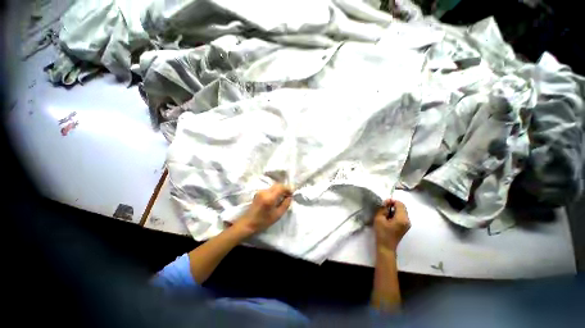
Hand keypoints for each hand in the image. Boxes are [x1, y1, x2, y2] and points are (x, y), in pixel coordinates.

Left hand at [234, 184, 292, 235]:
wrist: (248, 223)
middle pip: (277, 185)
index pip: (281, 187)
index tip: (292, 194)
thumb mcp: (277, 215)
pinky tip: (276, 198)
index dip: (288, 189)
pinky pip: (270, 189)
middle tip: (288, 195)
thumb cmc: (263, 221)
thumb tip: (290, 197)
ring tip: (283, 197)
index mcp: (270, 197)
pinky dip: (275, 191)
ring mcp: (261, 191)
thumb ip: (285, 204)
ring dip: (279, 189)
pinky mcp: (258, 192)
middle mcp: (265, 191)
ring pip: (274, 186)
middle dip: (284, 188)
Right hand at [374, 199, 410, 252]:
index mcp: (402, 218)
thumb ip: (383, 209)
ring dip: (393, 209)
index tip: (383, 203)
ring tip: (384, 212)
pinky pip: (401, 216)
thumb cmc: (382, 233)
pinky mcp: (404, 226)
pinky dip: (395, 214)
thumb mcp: (379, 218)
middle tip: (383, 207)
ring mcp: (407, 224)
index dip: (392, 201)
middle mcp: (407, 220)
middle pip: (402, 207)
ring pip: (402, 211)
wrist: (386, 247)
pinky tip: (388, 217)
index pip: (400, 204)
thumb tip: (386, 204)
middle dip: (393, 205)